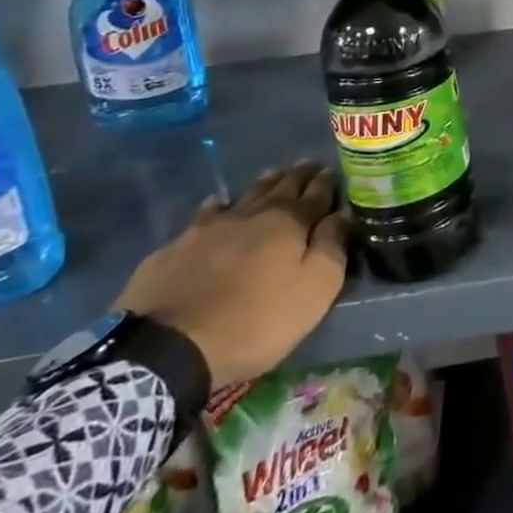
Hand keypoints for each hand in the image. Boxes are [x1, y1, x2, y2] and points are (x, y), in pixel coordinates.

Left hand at [113, 161, 349, 388]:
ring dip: (264, 183)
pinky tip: (219, 203)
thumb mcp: (314, 290)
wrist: (169, 347)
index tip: (336, 171)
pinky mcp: (178, 245)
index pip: (316, 192)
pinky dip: (219, 205)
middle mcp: (253, 213)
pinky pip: (206, 213)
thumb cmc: (256, 320)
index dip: (328, 182)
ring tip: (275, 174)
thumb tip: (343, 213)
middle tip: (310, 165)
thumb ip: (332, 246)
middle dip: (300, 174)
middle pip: (282, 186)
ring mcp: (211, 226)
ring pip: (246, 194)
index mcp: (290, 222)